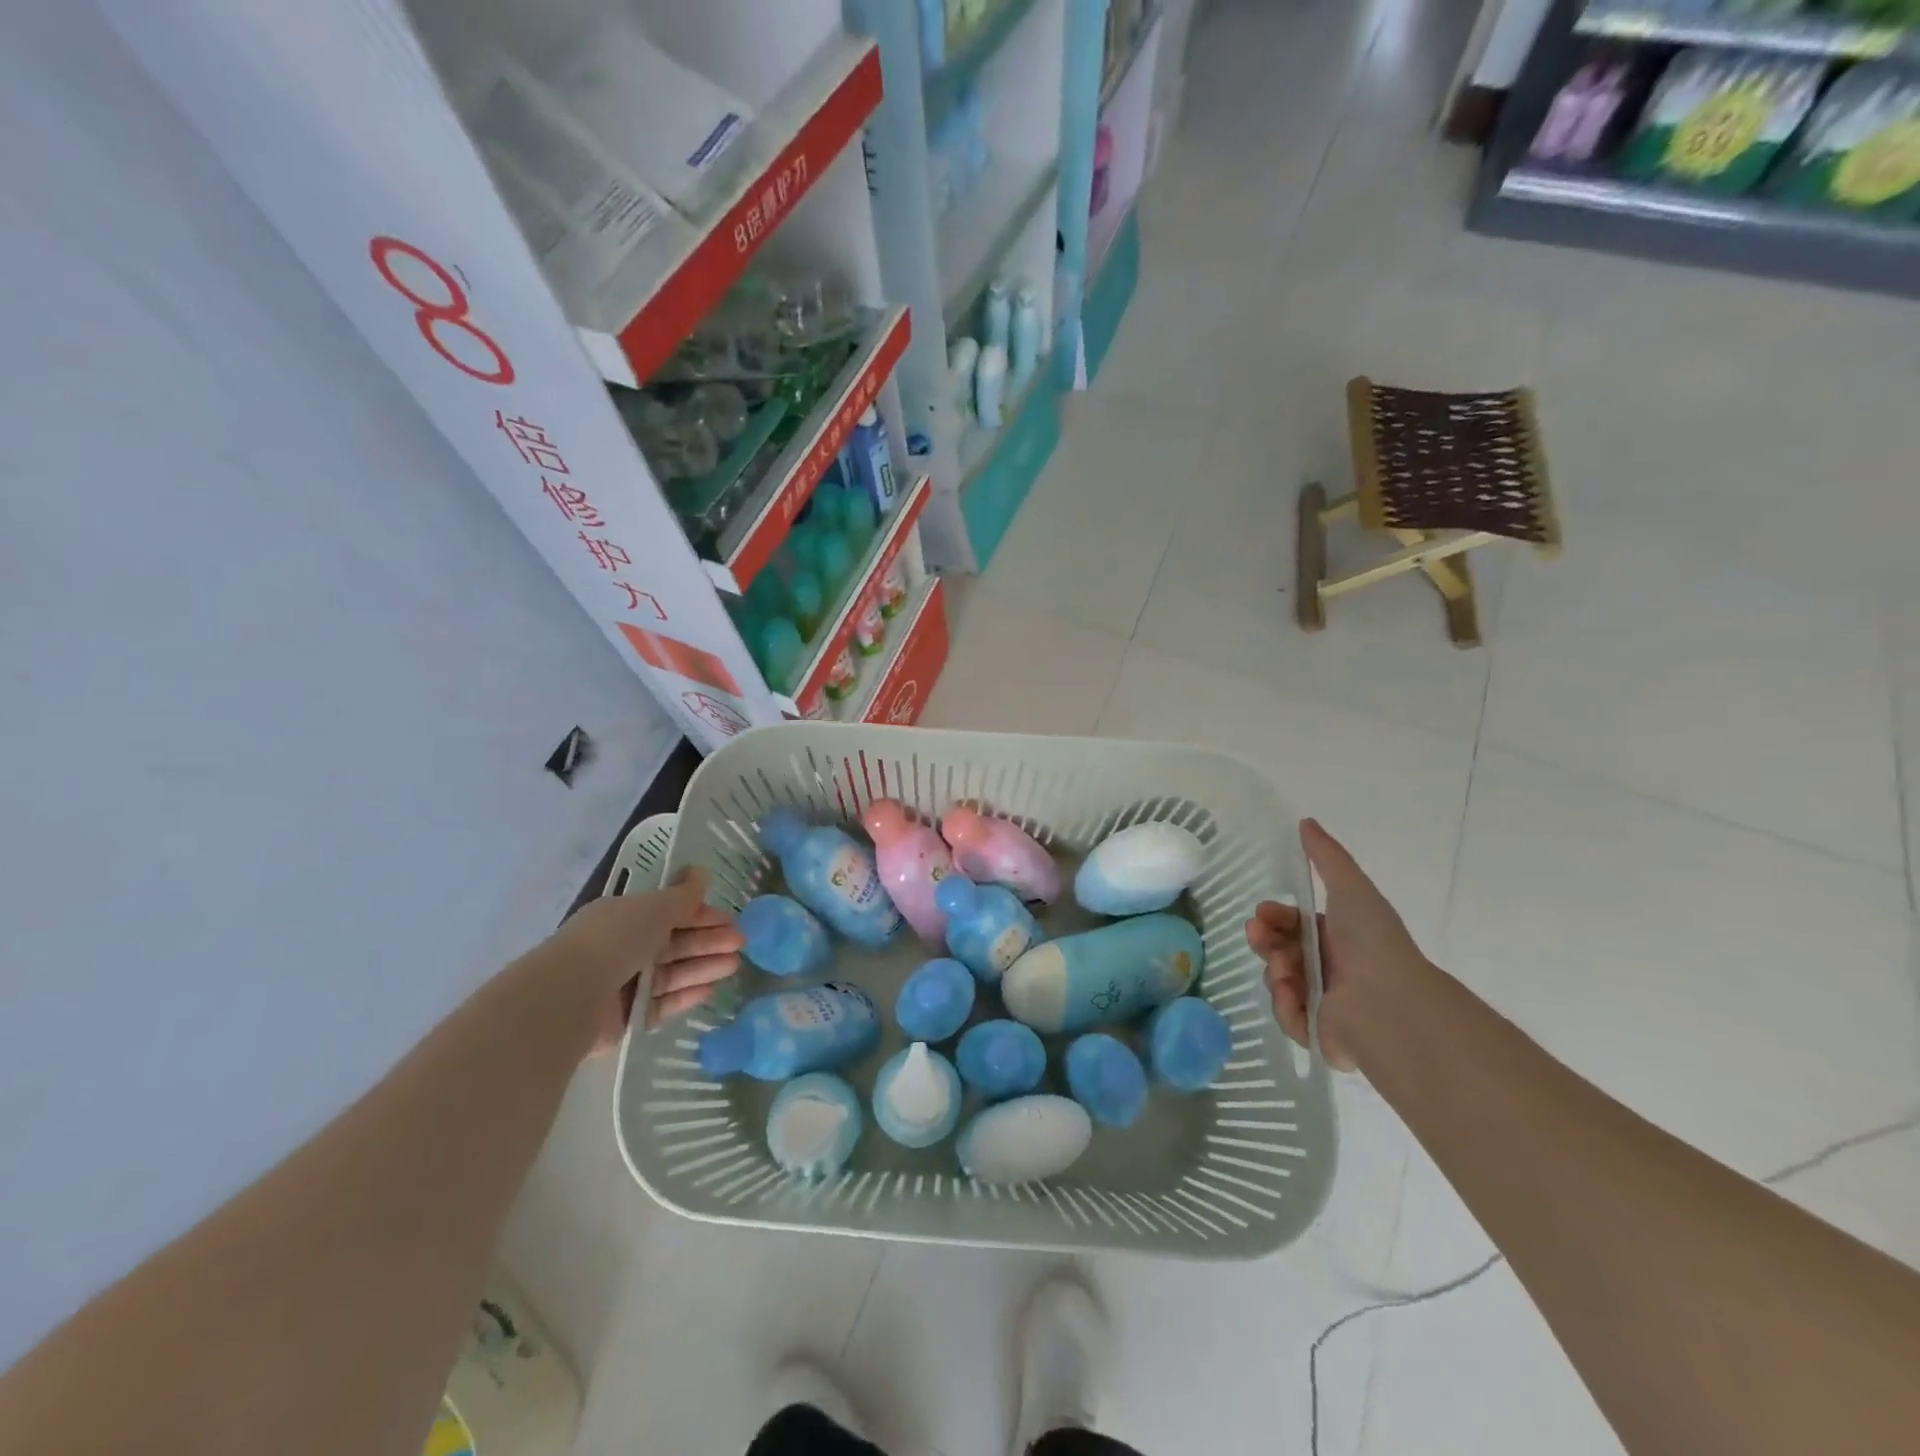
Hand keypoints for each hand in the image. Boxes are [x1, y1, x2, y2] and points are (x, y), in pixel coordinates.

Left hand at [549, 866, 742, 1055]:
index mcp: (624, 916)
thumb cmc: (615, 939)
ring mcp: (623, 983)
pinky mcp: (625, 1017)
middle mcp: (622, 947)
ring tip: (733, 966)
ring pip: (672, 972)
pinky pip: (662, 1002)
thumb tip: (701, 872)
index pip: (670, 912)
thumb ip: (683, 894)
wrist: (571, 996)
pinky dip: (685, 995)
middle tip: (741, 943)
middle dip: (708, 941)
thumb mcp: (655, 907)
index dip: (702, 914)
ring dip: (703, 966)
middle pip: (674, 943)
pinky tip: (710, 990)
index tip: (731, 919)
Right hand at [1244, 819, 1426, 1072]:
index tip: (1262, 913)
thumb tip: (1306, 821)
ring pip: (1278, 980)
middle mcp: (1329, 969)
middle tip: (1259, 935)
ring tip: (1286, 971)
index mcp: (1337, 938)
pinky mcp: (1317, 1033)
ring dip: (1276, 970)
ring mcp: (1323, 1003)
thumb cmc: (1371, 941)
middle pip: (1279, 950)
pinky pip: (1286, 1014)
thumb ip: (1327, 856)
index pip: (1292, 925)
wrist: (1389, 1003)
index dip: (1274, 916)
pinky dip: (1286, 1003)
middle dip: (1265, 940)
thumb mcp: (1350, 888)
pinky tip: (1295, 995)